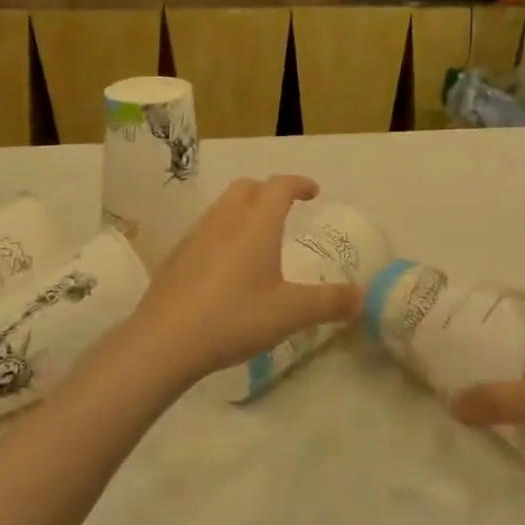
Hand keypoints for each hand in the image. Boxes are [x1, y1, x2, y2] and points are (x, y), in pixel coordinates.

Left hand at [127, 175, 361, 381]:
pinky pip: (204, 230)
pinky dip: (221, 234)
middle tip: (284, 210)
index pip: (280, 186)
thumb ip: (329, 303)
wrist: (164, 341)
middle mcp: (225, 220)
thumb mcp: (291, 313)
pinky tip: (224, 268)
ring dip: (242, 210)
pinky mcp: (175, 257)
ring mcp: (195, 236)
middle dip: (268, 191)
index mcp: (257, 224)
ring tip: (256, 238)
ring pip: (222, 207)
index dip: (298, 183)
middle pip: (247, 187)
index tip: (313, 192)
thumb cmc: (235, 318)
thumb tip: (360, 298)